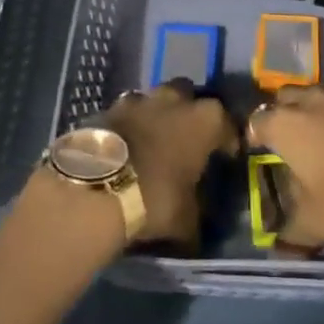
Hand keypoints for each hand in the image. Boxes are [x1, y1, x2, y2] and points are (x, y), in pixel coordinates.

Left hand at [104, 81, 237, 248]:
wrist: (96, 188)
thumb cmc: (155, 198)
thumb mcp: (186, 219)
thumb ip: (197, 214)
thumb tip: (197, 228)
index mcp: (205, 120)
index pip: (227, 123)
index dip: (226, 140)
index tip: (224, 156)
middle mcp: (175, 99)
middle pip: (188, 96)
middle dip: (189, 112)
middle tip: (187, 138)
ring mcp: (139, 99)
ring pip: (155, 99)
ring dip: (157, 114)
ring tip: (154, 140)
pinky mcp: (108, 108)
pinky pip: (126, 112)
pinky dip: (130, 125)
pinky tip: (127, 146)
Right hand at [247, 85, 323, 254]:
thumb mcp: (314, 224)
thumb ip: (291, 234)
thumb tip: (278, 249)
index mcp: (286, 126)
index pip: (258, 121)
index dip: (255, 134)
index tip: (257, 148)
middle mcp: (312, 104)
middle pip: (286, 96)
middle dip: (281, 111)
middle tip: (285, 135)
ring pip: (319, 94)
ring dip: (313, 109)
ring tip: (319, 134)